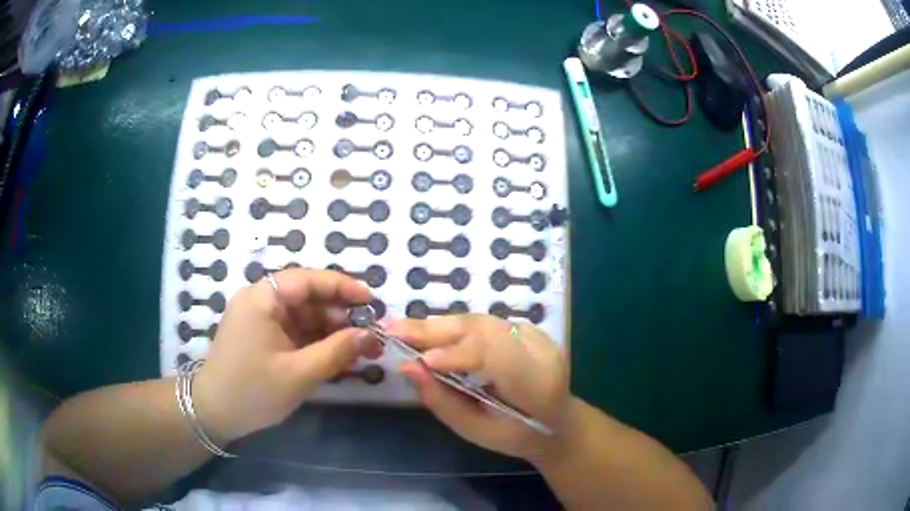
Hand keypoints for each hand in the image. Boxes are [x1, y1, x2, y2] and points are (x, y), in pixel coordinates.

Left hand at [193, 269, 379, 443]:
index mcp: (262, 299)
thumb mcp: (298, 374)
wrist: (214, 415)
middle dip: (339, 314)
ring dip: (331, 330)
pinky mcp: (263, 338)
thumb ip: (336, 351)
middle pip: (306, 297)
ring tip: (360, 348)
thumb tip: (370, 335)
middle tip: (370, 332)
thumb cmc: (252, 391)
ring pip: (303, 316)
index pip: (307, 280)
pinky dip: (316, 342)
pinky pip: (295, 332)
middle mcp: (260, 302)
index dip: (341, 286)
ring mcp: (261, 320)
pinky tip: (338, 356)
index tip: (370, 301)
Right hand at [385, 315, 570, 462]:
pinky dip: (452, 327)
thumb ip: (443, 401)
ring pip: (481, 321)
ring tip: (402, 330)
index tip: (420, 360)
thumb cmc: (516, 435)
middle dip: (436, 330)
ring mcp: (537, 335)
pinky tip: (428, 332)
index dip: (459, 353)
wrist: (556, 421)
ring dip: (439, 325)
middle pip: (486, 330)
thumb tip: (407, 367)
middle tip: (392, 330)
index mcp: (537, 385)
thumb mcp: (477, 431)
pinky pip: (483, 323)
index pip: (499, 357)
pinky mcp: (526, 328)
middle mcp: (541, 352)